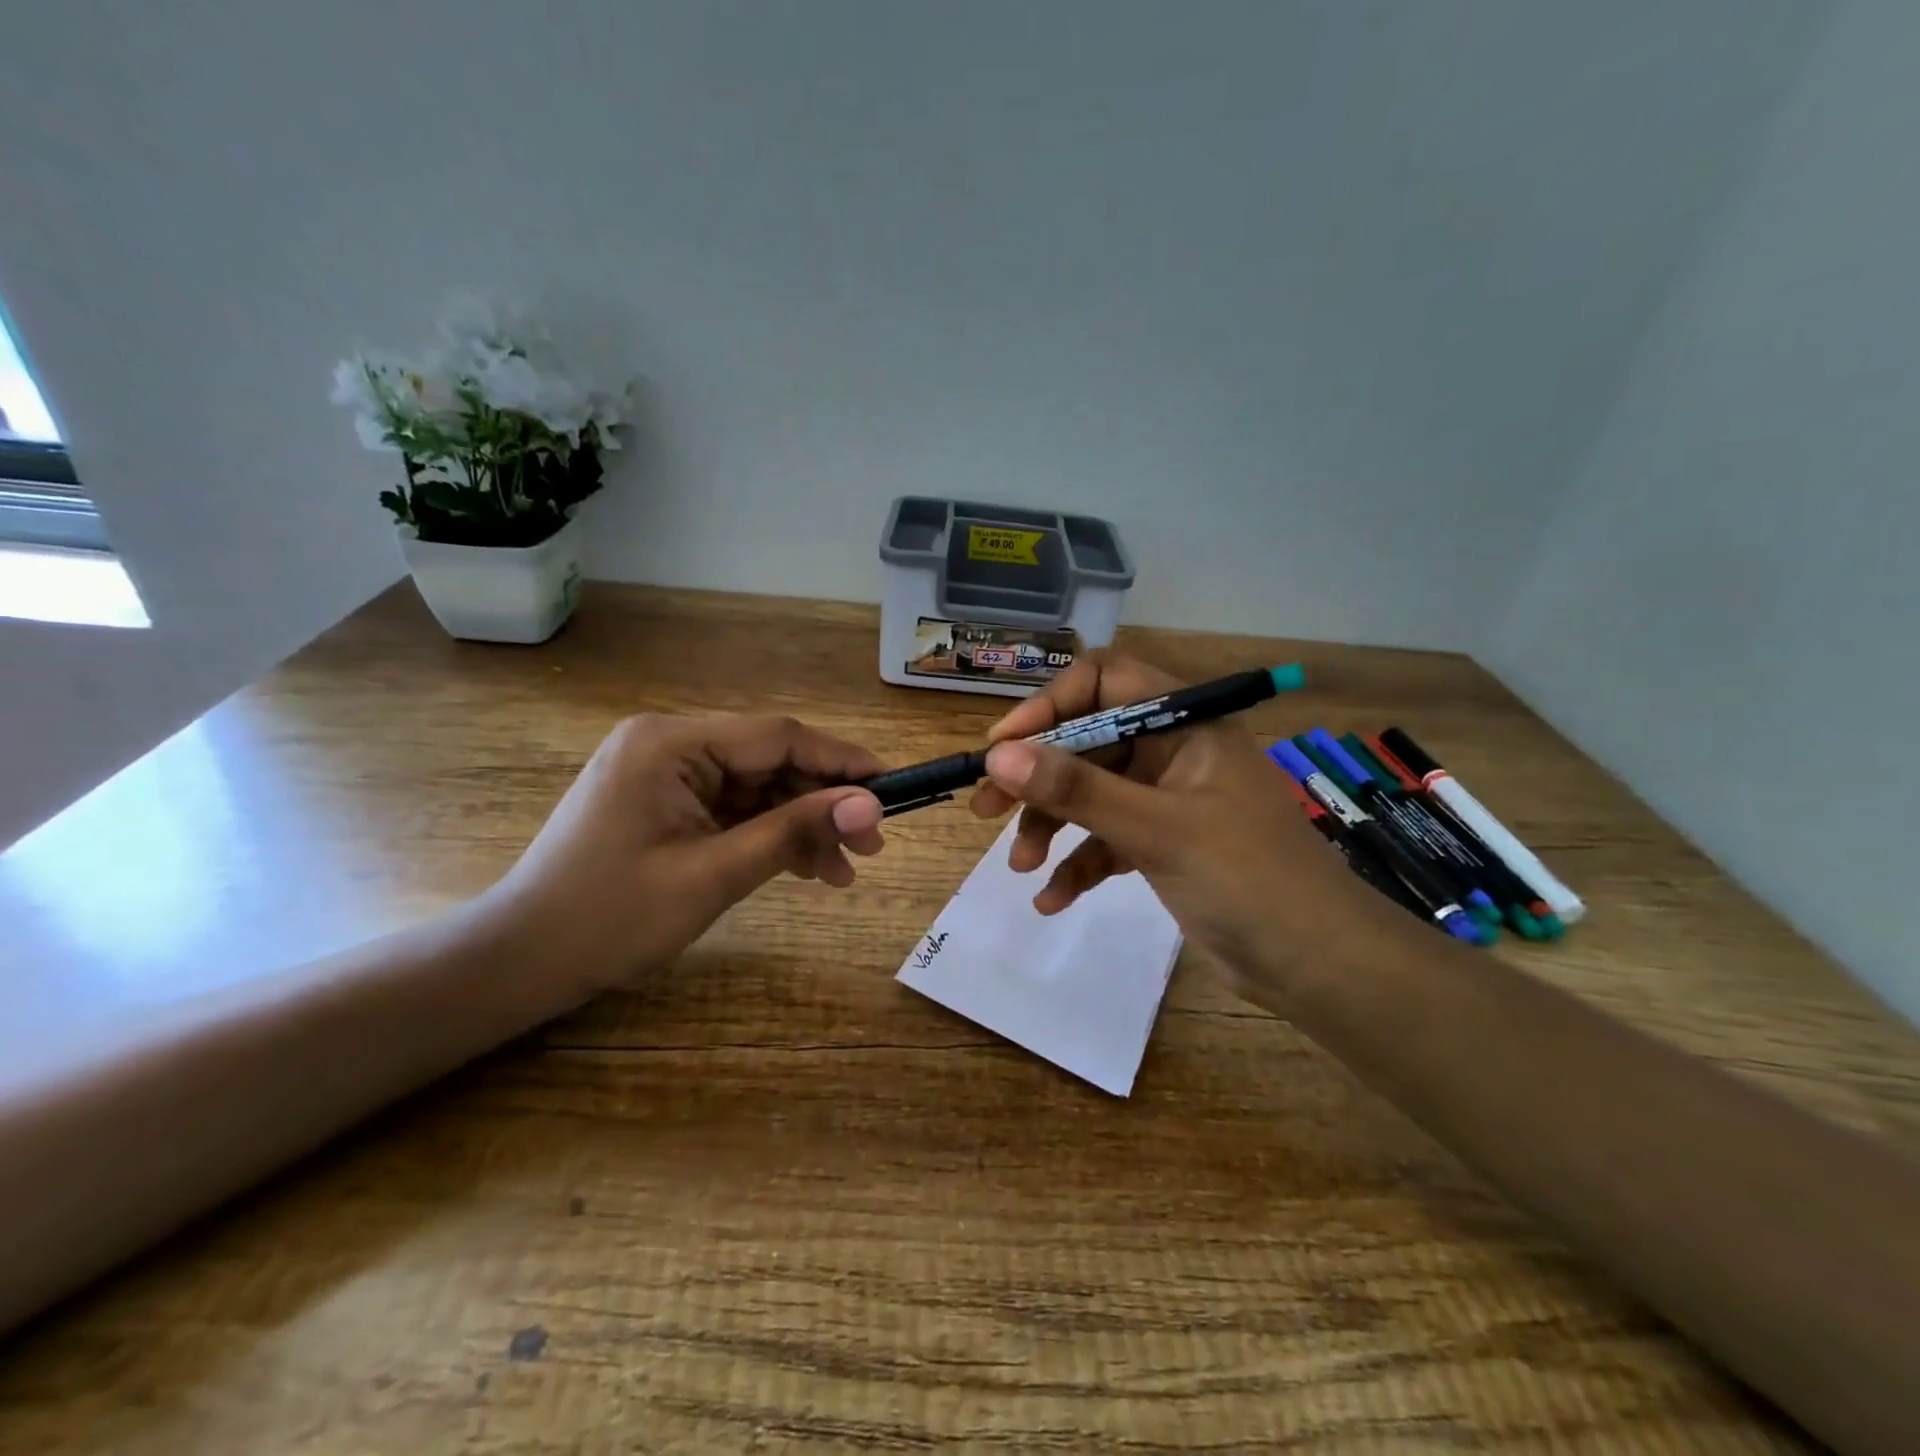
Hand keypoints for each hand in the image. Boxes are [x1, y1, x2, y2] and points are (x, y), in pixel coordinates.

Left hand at [486, 713, 884, 989]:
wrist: (521, 962)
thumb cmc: (610, 918)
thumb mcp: (713, 875)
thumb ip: (794, 832)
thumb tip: (871, 807)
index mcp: (670, 743)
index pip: (778, 736)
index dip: (840, 761)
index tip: (891, 789)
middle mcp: (669, 742)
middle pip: (770, 761)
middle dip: (822, 803)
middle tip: (870, 847)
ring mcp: (666, 772)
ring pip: (758, 787)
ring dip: (801, 825)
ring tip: (842, 871)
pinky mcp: (666, 801)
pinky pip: (734, 808)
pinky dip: (769, 835)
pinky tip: (803, 868)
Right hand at [969, 652, 1408, 1011]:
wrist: (1319, 964)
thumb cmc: (1248, 878)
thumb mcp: (1157, 829)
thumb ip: (1077, 790)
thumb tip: (998, 756)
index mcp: (1185, 723)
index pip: (1104, 681)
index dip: (1050, 706)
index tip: (1003, 748)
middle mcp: (1174, 750)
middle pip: (1087, 743)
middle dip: (1037, 778)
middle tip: (985, 808)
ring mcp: (1169, 798)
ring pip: (1092, 794)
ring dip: (1052, 826)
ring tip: (1020, 865)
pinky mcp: (1165, 843)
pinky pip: (1108, 839)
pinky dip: (1080, 863)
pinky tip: (1053, 900)